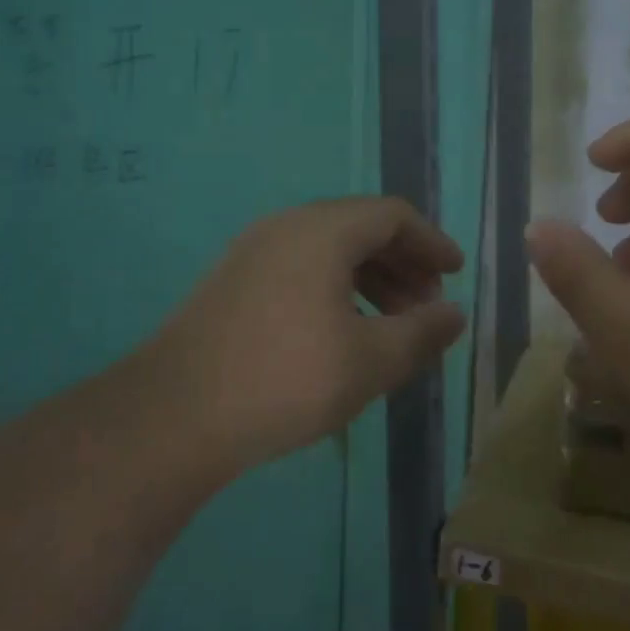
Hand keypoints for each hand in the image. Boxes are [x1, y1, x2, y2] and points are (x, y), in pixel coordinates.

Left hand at [149, 197, 465, 476]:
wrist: (174, 415)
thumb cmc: (285, 380)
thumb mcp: (369, 361)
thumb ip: (421, 333)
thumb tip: (455, 314)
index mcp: (323, 230)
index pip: (392, 215)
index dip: (431, 241)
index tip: (455, 274)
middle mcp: (287, 226)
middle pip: (360, 227)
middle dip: (403, 263)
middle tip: (426, 307)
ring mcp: (253, 251)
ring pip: (328, 249)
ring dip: (370, 278)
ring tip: (390, 325)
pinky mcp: (233, 280)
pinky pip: (300, 267)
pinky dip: (334, 287)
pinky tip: (341, 332)